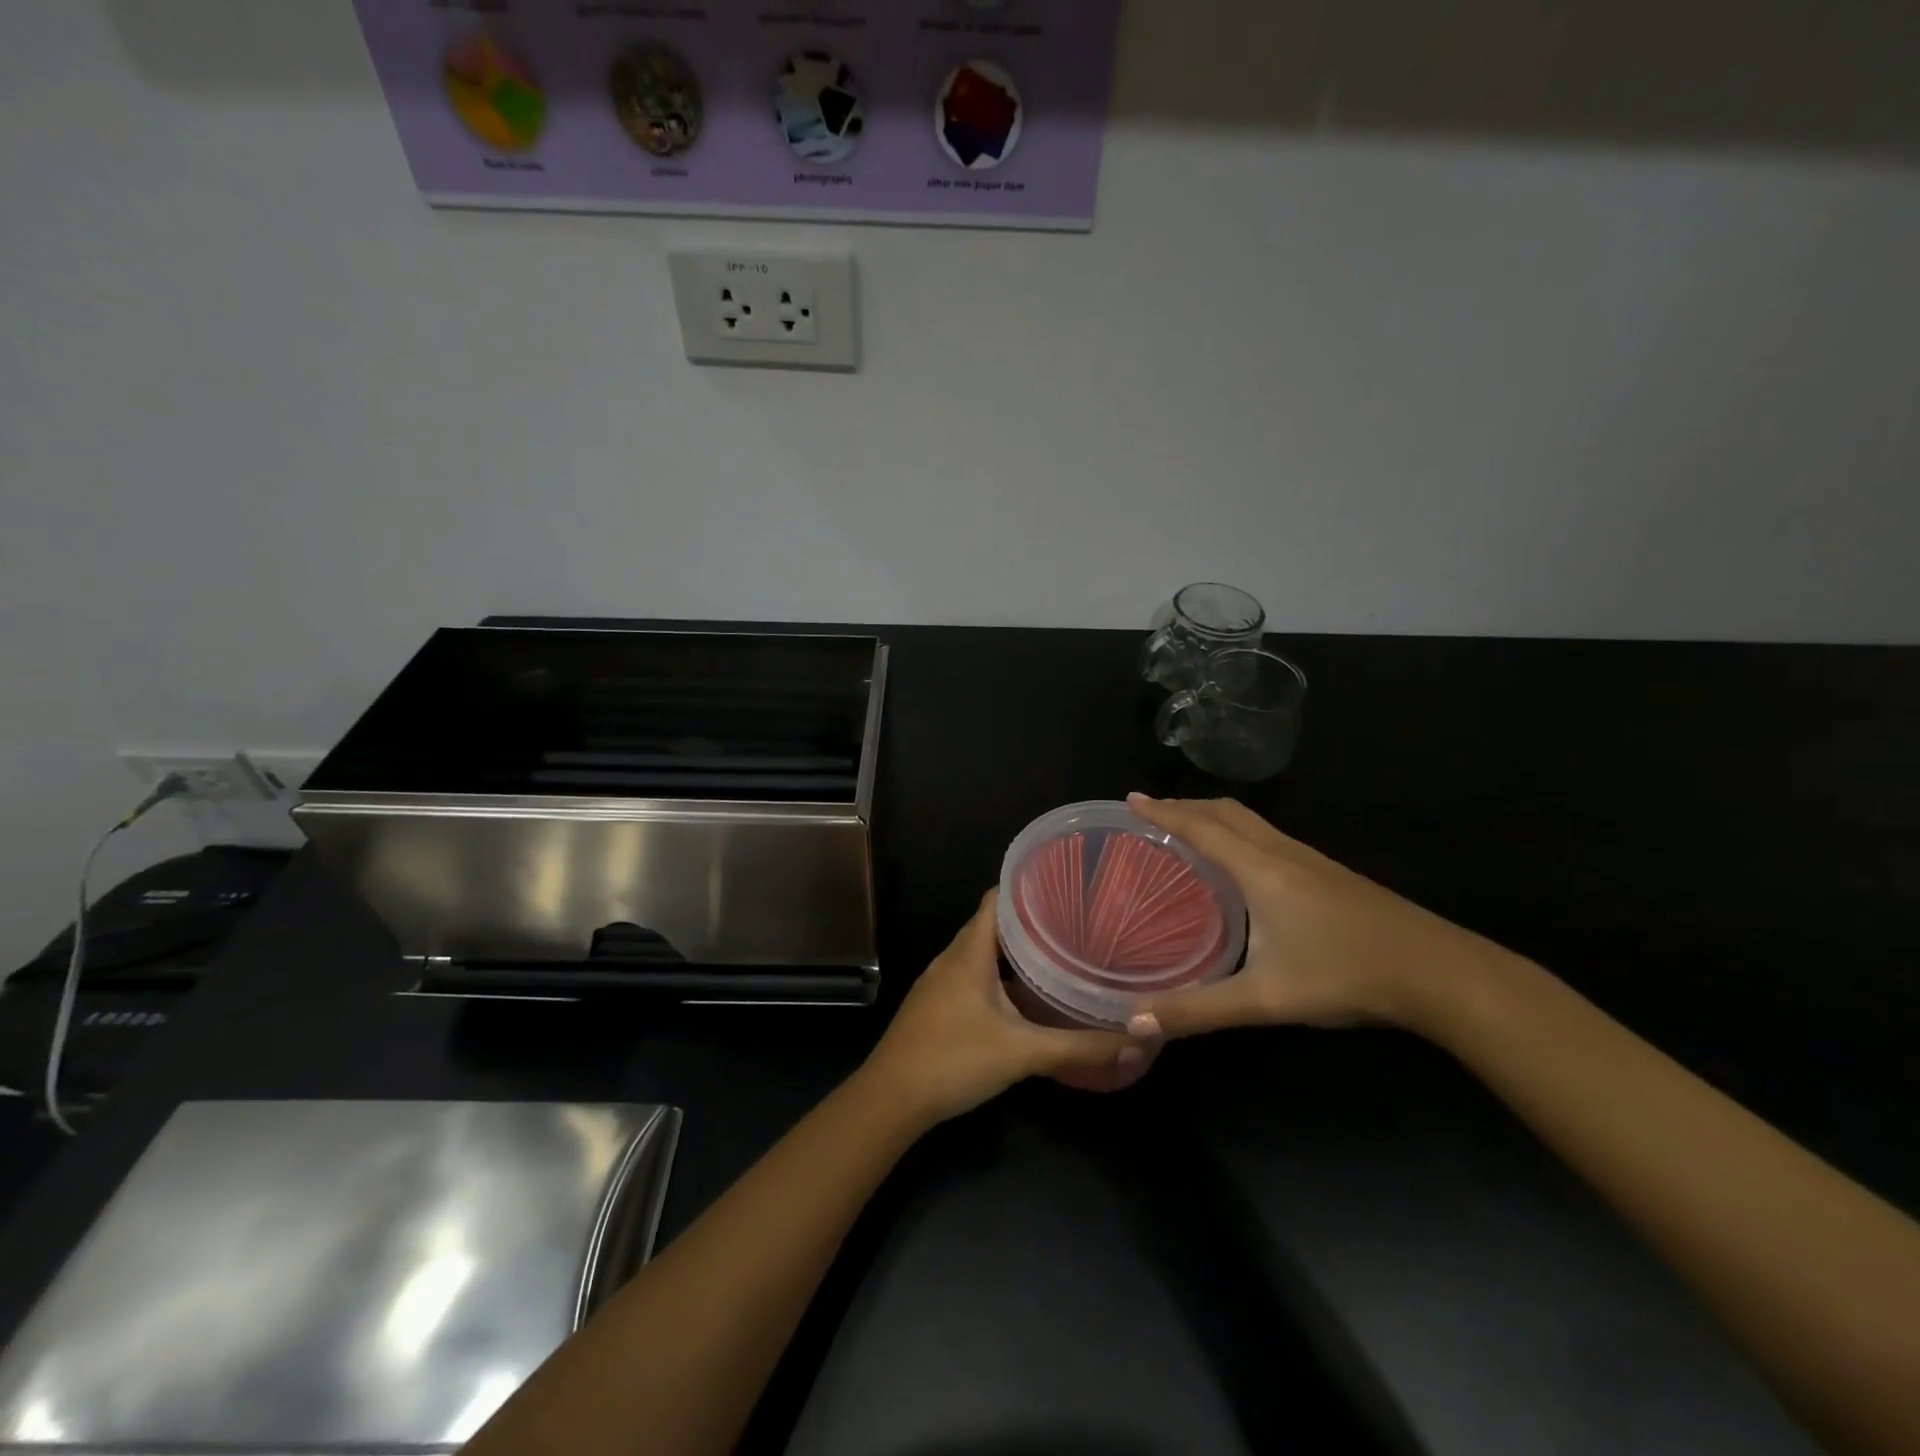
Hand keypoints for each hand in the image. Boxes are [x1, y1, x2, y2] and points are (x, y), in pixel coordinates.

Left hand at [861, 891, 1138, 1123]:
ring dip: (1015, 952)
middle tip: (1074, 924)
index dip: (1028, 888)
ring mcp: (940, 982)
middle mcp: (952, 958)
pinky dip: (999, 976)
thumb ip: (1078, 1047)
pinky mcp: (937, 1005)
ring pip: (982, 953)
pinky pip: (972, 976)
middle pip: (992, 924)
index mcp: (969, 952)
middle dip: (1030, 922)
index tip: (1066, 888)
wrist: (890, 1099)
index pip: (996, 899)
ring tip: (1057, 955)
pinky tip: (1024, 997)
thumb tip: (1134, 1039)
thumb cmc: (953, 1060)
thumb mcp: (1022, 1052)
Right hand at [1124, 794, 1498, 1038]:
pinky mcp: (1330, 874)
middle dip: (1186, 805)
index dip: (1164, 811)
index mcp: (1260, 870)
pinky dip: (1240, 833)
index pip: (1201, 827)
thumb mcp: (1266, 998)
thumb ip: (1200, 1011)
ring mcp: (1311, 860)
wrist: (1439, 972)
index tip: (1131, 799)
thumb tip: (1136, 1022)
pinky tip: (1243, 863)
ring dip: (1214, 816)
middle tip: (1152, 812)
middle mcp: (1283, 853)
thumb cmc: (1346, 975)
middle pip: (1227, 812)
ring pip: (1252, 822)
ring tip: (1188, 829)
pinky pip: (1270, 836)